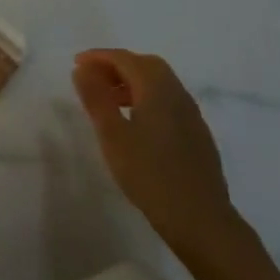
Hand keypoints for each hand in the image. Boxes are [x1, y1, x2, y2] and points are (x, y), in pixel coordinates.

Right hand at [74, 48, 241, 259]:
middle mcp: (177, 93)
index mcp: (157, 87)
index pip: (124, 58)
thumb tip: (82, 70)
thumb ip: (96, 98)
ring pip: (159, 83)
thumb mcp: (112, 136)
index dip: (98, 57)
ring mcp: (192, 114)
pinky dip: (148, 99)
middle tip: (94, 80)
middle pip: (145, 65)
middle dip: (117, 66)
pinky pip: (169, 101)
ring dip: (133, 83)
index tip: (77, 65)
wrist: (202, 222)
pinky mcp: (198, 135)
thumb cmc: (151, 176)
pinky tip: (138, 125)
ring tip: (111, 102)